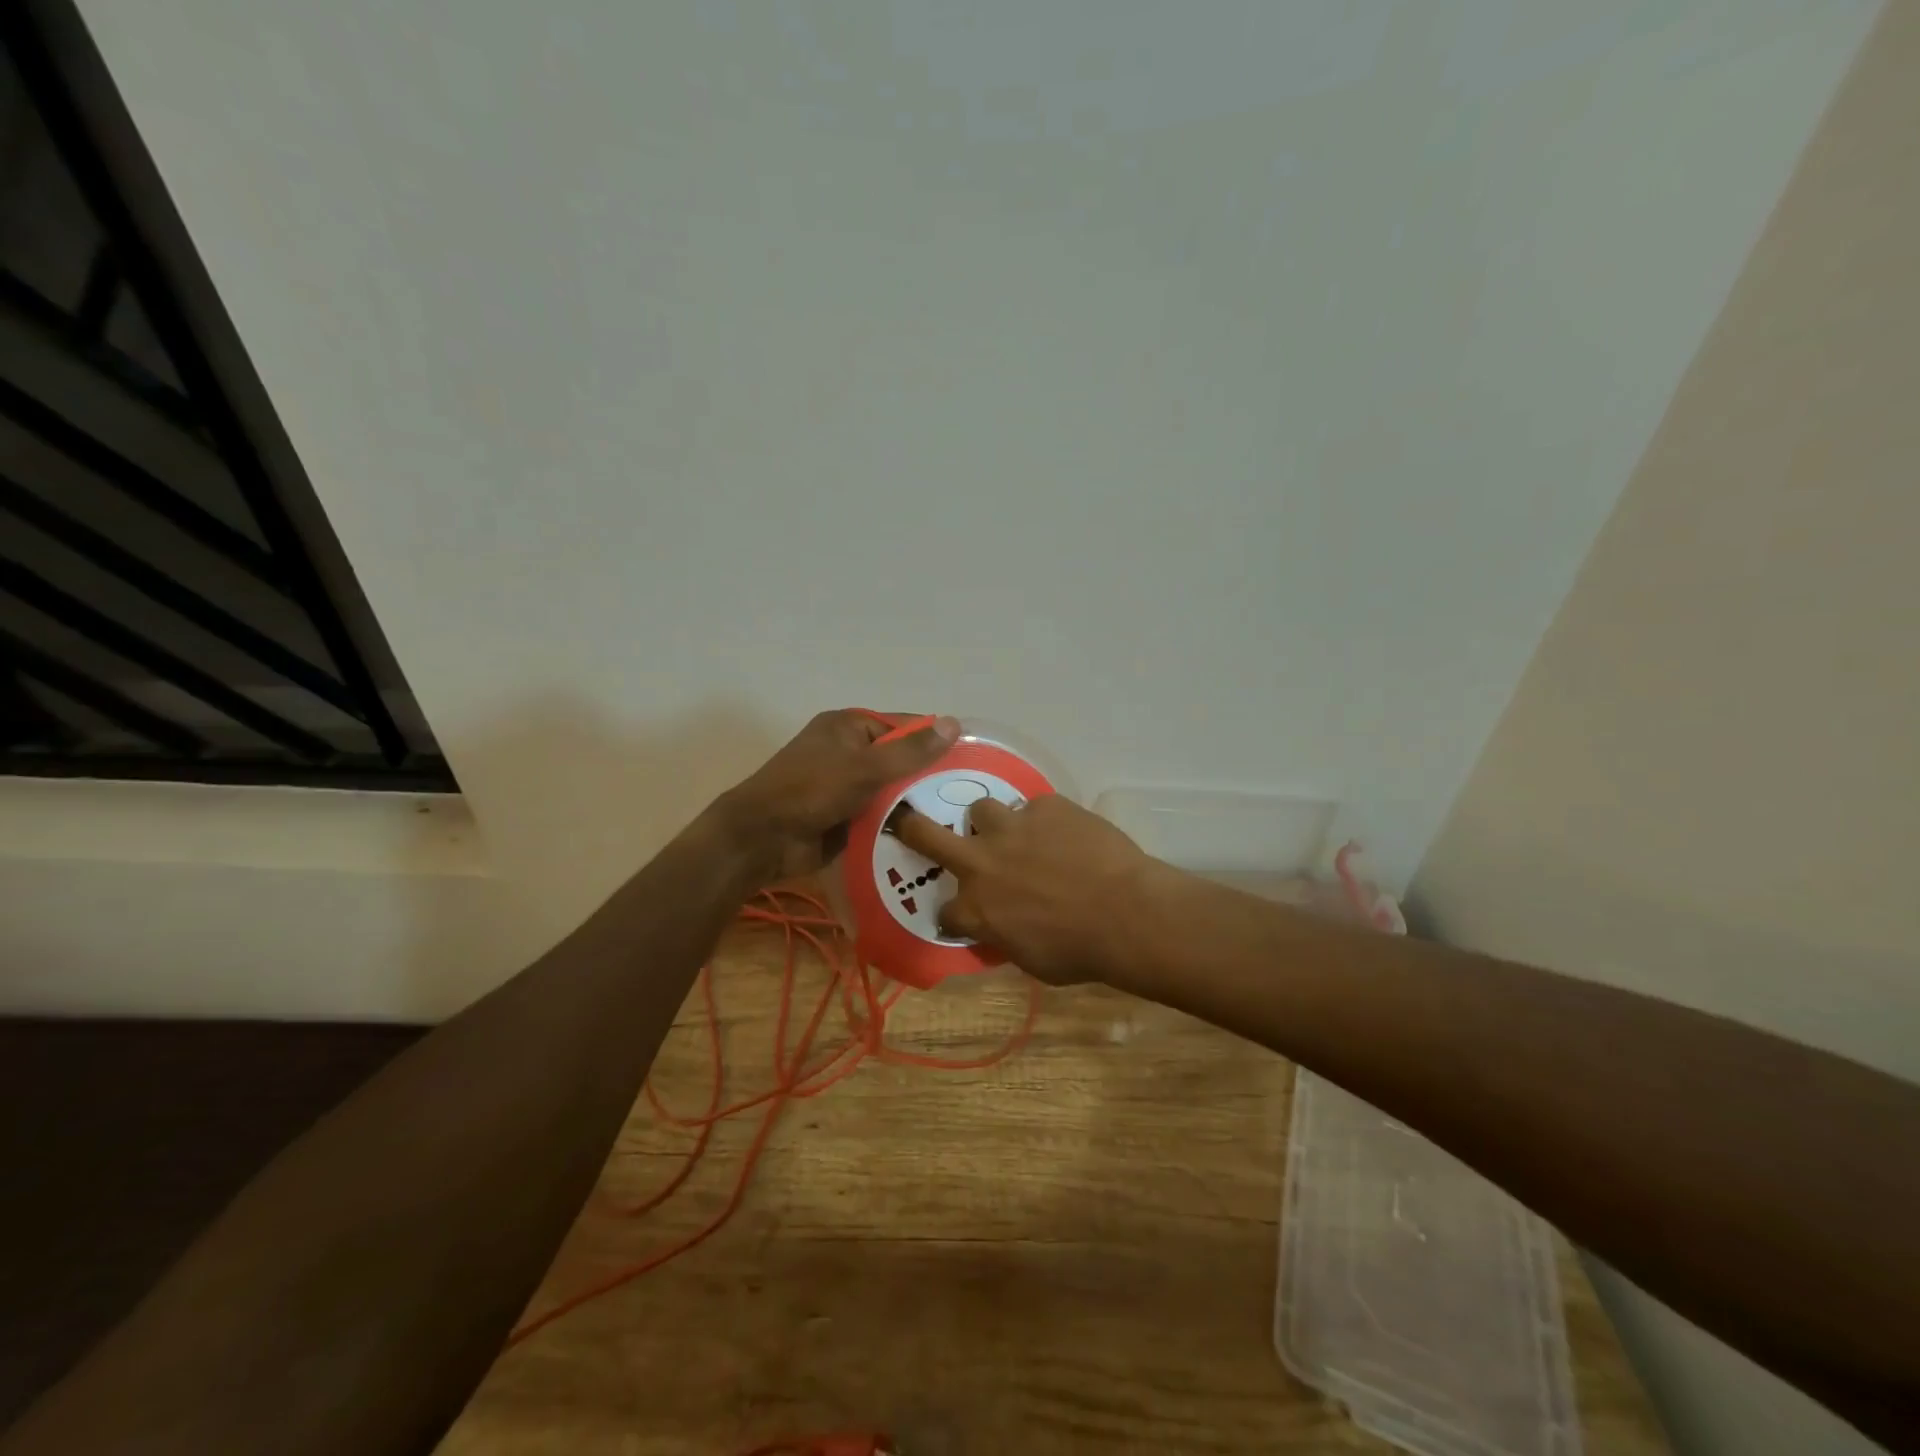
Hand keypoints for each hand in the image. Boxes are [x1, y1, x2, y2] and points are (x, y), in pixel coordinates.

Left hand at [716, 710, 959, 881]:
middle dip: (928, 777)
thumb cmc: (810, 791)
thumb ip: (910, 751)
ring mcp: (846, 786)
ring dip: (914, 804)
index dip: (934, 740)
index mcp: (849, 727)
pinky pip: (879, 815)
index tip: (971, 760)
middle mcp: (849, 751)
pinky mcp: (845, 816)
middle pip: (900, 760)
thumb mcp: (864, 767)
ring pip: (892, 791)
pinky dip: (897, 824)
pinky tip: (930, 837)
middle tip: (969, 795)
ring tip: (958, 820)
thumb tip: (954, 724)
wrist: (761, 839)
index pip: (904, 726)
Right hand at [894, 795, 1162, 984]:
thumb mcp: (1031, 960)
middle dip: (911, 827)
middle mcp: (981, 862)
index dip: (955, 914)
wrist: (1127, 914)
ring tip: (1018, 834)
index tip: (966, 915)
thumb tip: (1002, 927)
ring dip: (993, 824)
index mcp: (975, 908)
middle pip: (927, 834)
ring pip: (982, 810)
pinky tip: (1069, 836)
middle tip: (909, 822)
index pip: (944, 911)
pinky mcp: (1045, 806)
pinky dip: (1045, 822)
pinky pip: (1036, 808)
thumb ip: (1004, 937)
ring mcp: (1011, 827)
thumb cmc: (1079, 951)